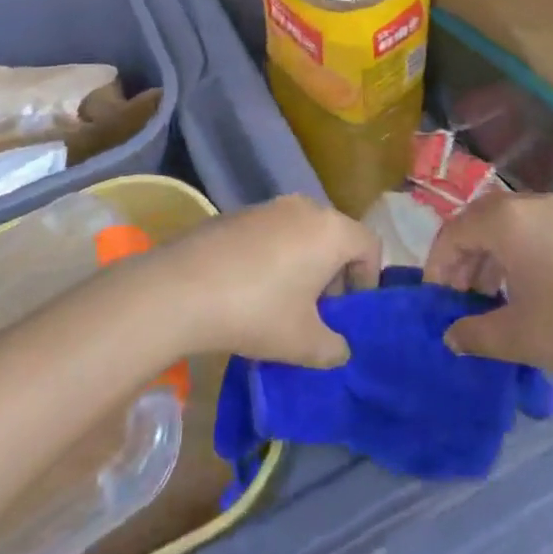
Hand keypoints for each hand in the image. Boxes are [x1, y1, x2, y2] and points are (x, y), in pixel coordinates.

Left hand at [158, 195, 381, 367]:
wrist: (183, 287)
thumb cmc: (258, 311)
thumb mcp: (304, 343)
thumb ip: (333, 347)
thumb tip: (339, 348)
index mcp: (330, 230)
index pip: (369, 245)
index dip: (368, 279)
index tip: (350, 312)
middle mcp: (304, 207)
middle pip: (335, 235)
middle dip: (334, 273)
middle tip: (320, 312)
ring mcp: (268, 205)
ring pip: (302, 232)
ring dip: (303, 264)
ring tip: (284, 303)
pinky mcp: (238, 212)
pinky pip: (272, 232)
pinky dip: (274, 255)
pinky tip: (252, 289)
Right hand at [424, 192, 552, 391]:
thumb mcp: (520, 337)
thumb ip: (474, 334)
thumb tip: (450, 336)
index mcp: (506, 220)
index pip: (452, 233)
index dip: (436, 267)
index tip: (435, 302)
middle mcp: (528, 203)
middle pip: (476, 223)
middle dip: (460, 260)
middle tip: (458, 301)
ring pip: (504, 226)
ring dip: (487, 258)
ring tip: (488, 300)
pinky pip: (531, 229)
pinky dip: (514, 254)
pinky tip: (524, 291)